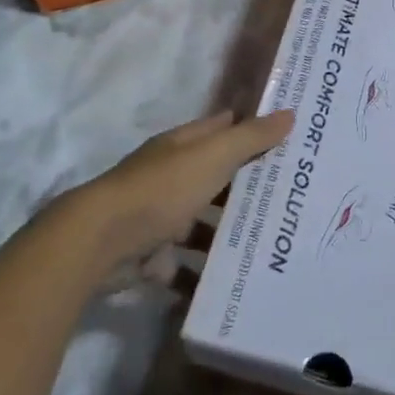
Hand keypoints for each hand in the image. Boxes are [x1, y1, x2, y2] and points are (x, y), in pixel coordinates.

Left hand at [51, 111, 293, 278]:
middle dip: (248, 186)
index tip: (286, 136)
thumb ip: (250, 138)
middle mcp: (170, 177)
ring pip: (203, 224)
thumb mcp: (213, 156)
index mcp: (182, 147)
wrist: (101, 242)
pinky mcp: (153, 257)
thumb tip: (289, 114)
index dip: (250, 129)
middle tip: (293, 197)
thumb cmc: (162, 189)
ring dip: (228, 234)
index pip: (221, 129)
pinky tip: (236, 280)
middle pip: (215, 178)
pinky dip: (205, 274)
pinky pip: (186, 266)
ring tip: (273, 245)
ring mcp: (160, 218)